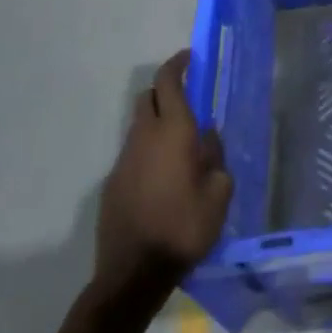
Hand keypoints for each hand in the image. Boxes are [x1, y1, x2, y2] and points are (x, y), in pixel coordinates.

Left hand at [96, 51, 233, 283]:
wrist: (134, 274)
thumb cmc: (185, 227)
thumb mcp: (220, 192)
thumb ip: (216, 156)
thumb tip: (208, 137)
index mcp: (173, 131)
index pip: (168, 81)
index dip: (177, 64)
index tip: (190, 58)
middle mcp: (144, 137)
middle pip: (148, 98)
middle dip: (166, 92)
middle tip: (188, 101)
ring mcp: (123, 160)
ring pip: (139, 127)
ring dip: (157, 125)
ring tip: (180, 148)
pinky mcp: (111, 184)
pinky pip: (133, 155)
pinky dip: (147, 153)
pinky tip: (163, 180)